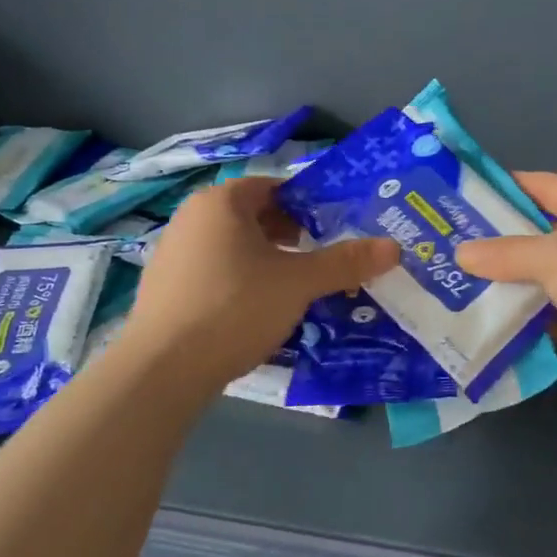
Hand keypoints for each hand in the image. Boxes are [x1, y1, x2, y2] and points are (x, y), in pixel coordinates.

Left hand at [119, 176, 399, 388]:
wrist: (163, 369)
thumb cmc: (235, 307)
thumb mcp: (298, 283)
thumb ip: (345, 262)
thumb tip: (393, 248)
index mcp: (221, 202)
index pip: (273, 187)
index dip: (308, 204)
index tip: (335, 227)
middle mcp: (192, 218)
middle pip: (253, 217)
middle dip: (291, 235)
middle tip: (322, 258)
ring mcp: (173, 254)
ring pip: (235, 247)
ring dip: (268, 261)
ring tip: (297, 288)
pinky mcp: (166, 289)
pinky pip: (215, 273)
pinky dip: (242, 282)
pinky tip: (259, 312)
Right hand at [456, 173, 556, 409]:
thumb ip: (507, 252)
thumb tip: (461, 253)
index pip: (541, 186)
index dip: (501, 187)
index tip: (456, 194)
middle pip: (534, 234)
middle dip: (492, 239)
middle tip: (440, 242)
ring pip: (534, 277)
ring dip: (499, 282)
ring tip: (447, 279)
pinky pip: (540, 314)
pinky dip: (515, 316)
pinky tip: (477, 317)